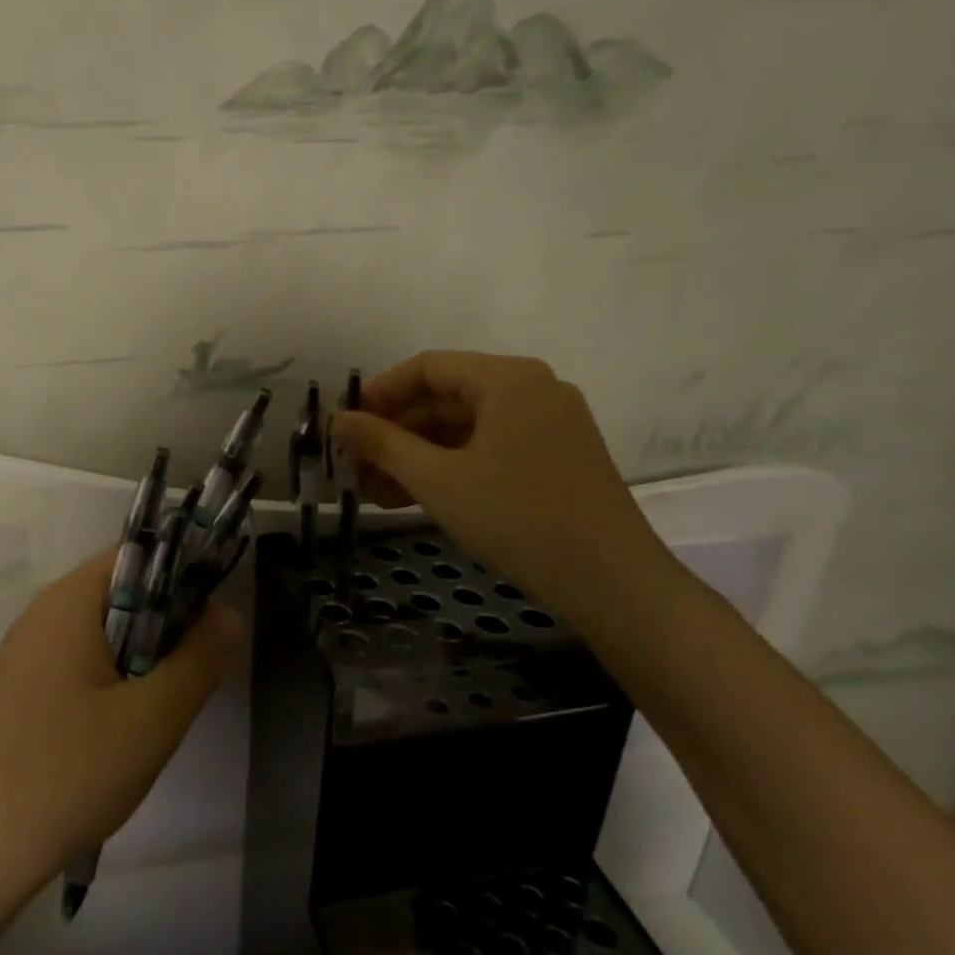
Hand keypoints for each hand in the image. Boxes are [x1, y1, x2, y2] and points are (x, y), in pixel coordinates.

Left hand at [0, 547, 242, 924]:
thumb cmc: (64, 775)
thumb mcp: (150, 720)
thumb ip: (197, 661)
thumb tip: (228, 614)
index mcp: (69, 601)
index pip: (138, 556)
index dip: (182, 579)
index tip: (210, 628)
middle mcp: (42, 615)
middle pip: (120, 596)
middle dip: (163, 631)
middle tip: (186, 684)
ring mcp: (25, 656)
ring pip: (102, 637)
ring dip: (138, 665)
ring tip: (154, 719)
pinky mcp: (18, 695)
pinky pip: (78, 668)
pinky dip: (109, 688)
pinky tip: (115, 741)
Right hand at [331, 351, 669, 611]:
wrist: (616, 586)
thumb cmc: (520, 520)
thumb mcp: (438, 480)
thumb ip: (382, 444)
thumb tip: (337, 420)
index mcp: (507, 379)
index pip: (426, 367)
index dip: (379, 395)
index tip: (347, 429)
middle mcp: (531, 389)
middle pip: (444, 398)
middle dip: (395, 434)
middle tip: (355, 468)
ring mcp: (548, 424)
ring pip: (463, 428)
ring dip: (416, 456)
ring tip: (374, 492)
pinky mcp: (555, 457)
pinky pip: (488, 448)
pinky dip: (450, 468)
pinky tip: (414, 498)